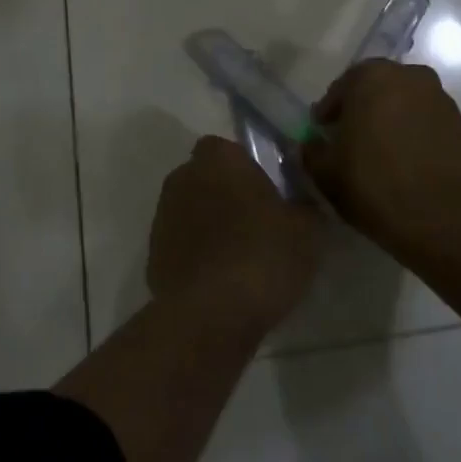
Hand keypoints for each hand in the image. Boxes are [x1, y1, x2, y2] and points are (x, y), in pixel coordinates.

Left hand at [148, 136, 323, 331]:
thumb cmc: (263, 255)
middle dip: (225, 194)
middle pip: (206, 177)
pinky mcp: (152, 254)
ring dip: (209, 224)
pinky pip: (181, 245)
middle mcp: (183, 178)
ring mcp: (162, 217)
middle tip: (255, 222)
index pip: (227, 148)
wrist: (211, 314)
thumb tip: (301, 203)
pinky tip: (219, 281)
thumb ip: (304, 206)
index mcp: (218, 160)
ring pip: (191, 210)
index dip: (245, 166)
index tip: (266, 190)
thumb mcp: (307, 230)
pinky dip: (196, 255)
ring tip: (239, 257)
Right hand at [304, 60, 460, 248]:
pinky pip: (427, 124)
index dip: (330, 110)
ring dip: (392, 120)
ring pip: (406, 104)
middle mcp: (411, 77)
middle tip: (351, 139)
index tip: (323, 132)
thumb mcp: (324, 170)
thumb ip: (312, 150)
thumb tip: (314, 144)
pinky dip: (415, 135)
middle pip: (378, 89)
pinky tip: (406, 164)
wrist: (438, 217)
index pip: (343, 86)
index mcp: (373, 77)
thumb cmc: (372, 183)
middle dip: (363, 109)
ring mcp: (441, 100)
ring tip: (381, 153)